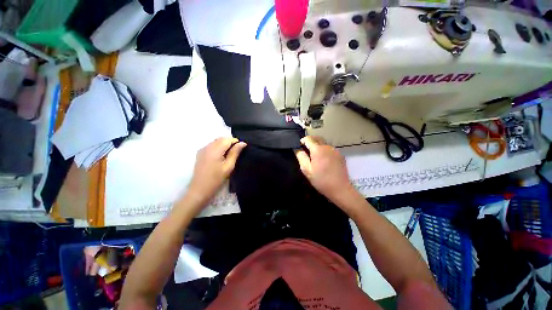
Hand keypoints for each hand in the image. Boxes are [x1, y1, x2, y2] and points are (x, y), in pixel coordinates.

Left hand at [186, 137, 246, 207]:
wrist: (200, 189)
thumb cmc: (216, 179)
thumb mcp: (228, 166)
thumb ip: (235, 153)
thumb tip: (242, 143)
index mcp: (215, 150)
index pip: (227, 139)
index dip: (236, 142)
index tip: (241, 149)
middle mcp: (207, 146)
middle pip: (221, 139)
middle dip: (230, 142)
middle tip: (236, 152)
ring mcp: (202, 149)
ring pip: (216, 141)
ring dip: (224, 144)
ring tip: (229, 155)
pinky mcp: (200, 153)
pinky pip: (211, 145)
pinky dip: (218, 147)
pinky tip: (220, 156)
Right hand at [295, 136, 355, 204]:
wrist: (340, 188)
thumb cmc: (321, 180)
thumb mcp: (306, 170)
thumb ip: (300, 156)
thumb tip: (297, 148)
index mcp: (318, 149)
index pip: (308, 139)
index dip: (302, 141)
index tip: (299, 146)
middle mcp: (327, 146)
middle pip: (317, 138)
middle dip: (310, 141)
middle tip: (305, 149)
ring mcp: (335, 150)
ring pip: (324, 142)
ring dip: (317, 145)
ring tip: (314, 155)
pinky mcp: (340, 155)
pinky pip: (329, 148)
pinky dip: (324, 149)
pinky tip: (323, 159)